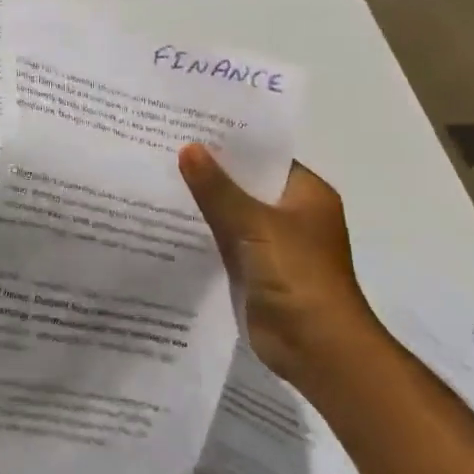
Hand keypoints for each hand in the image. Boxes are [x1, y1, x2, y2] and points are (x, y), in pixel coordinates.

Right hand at [178, 145, 380, 387]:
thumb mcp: (255, 225)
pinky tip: (164, 218)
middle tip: (163, 145)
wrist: (317, 348)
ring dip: (202, 201)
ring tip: (156, 174)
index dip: (230, 141)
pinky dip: (201, 231)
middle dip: (209, 169)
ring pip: (231, 212)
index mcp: (306, 193)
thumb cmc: (298, 276)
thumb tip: (188, 148)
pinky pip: (222, 239)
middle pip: (245, 183)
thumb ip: (218, 188)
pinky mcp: (253, 268)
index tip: (190, 125)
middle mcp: (291, 214)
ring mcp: (271, 243)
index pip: (264, 156)